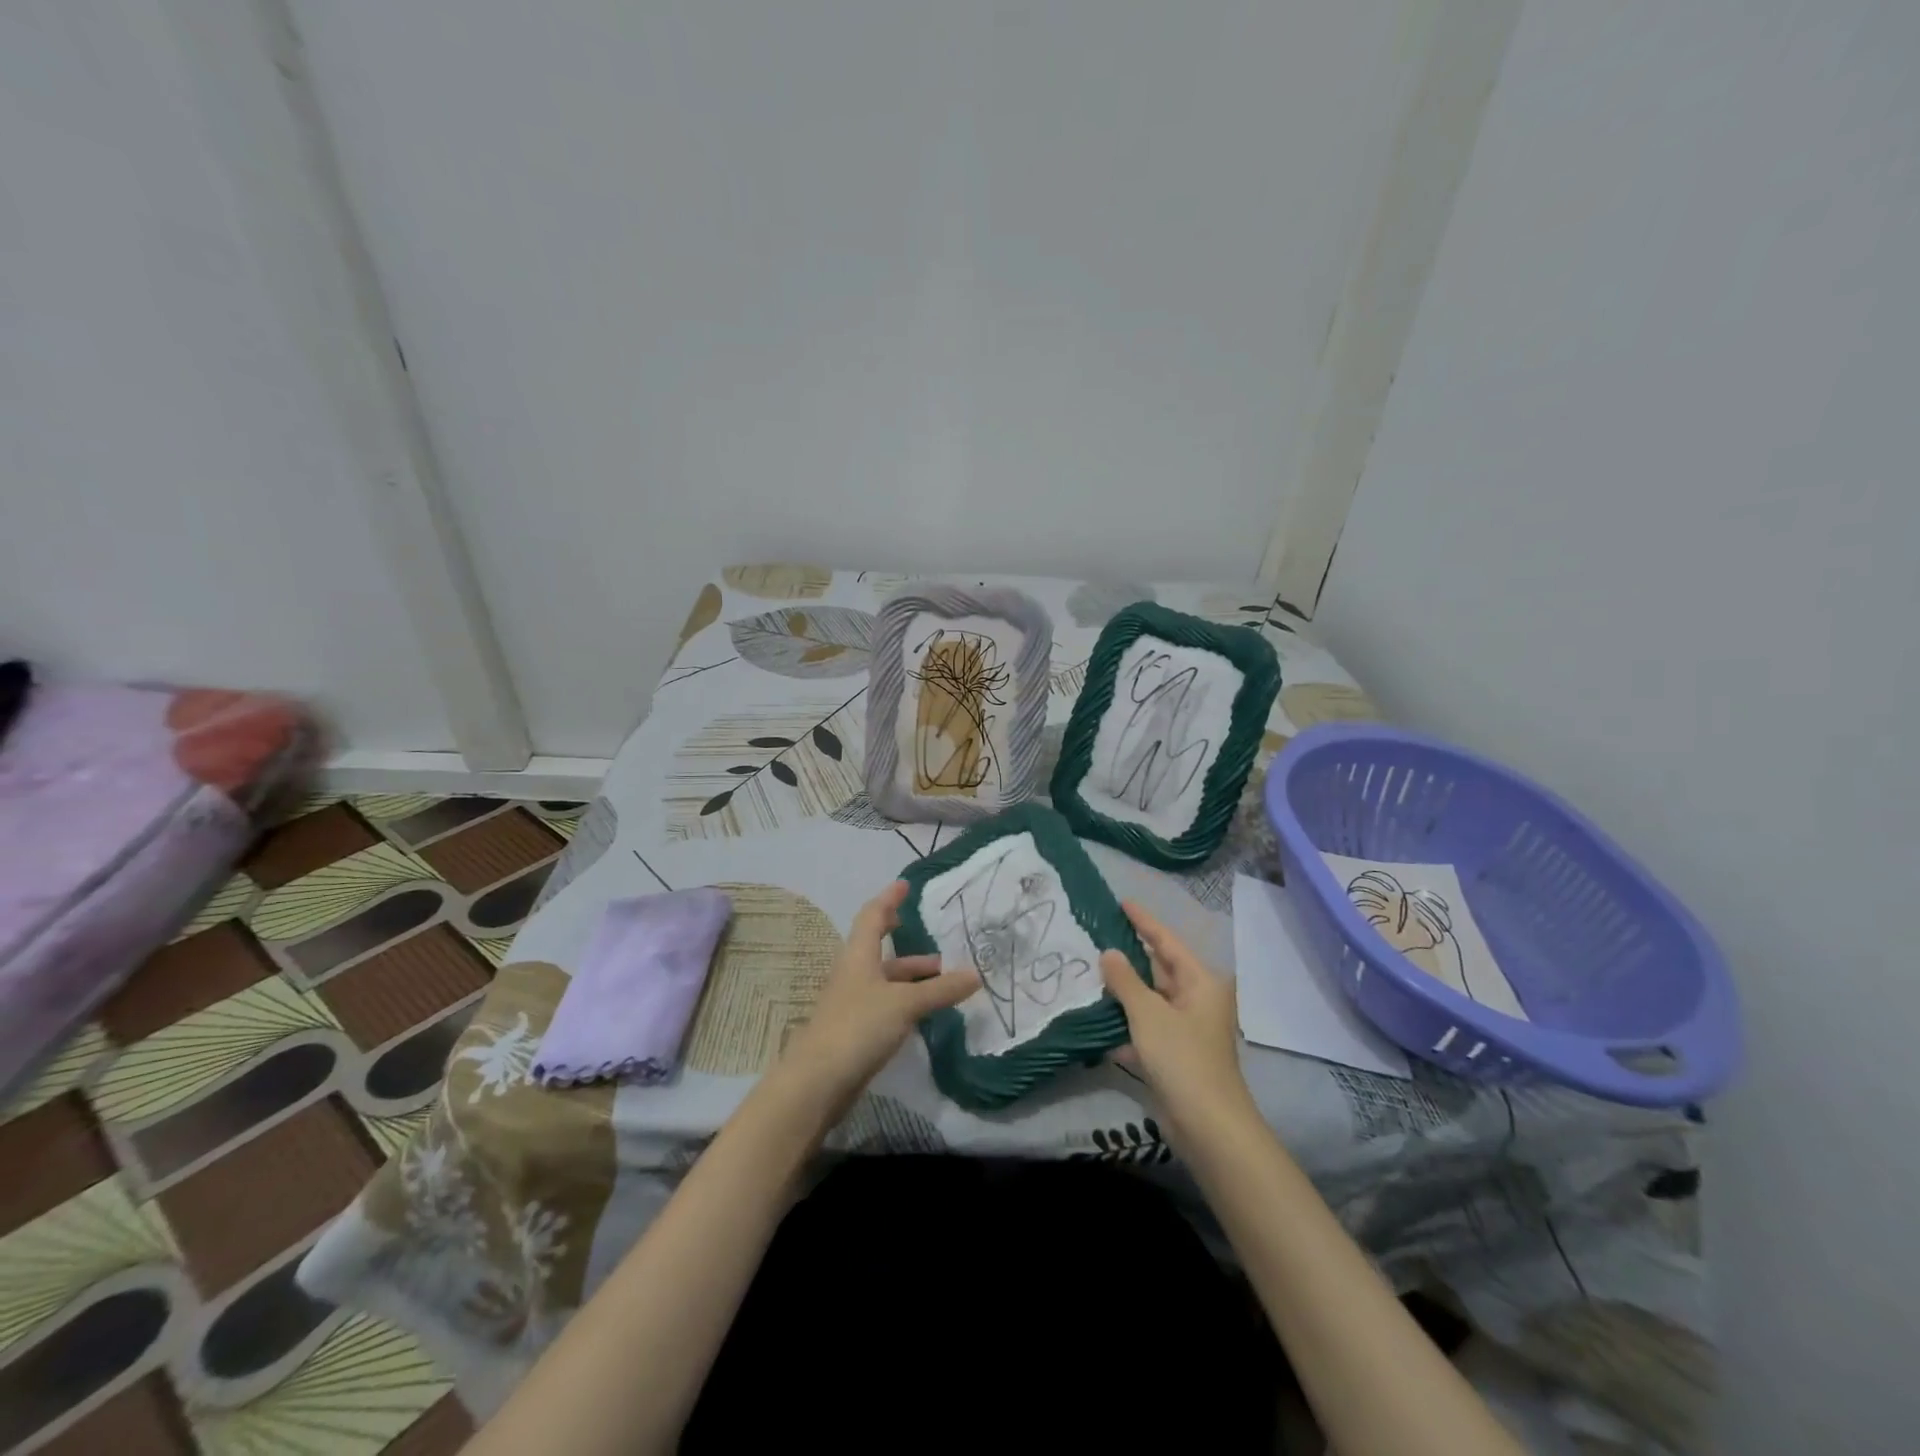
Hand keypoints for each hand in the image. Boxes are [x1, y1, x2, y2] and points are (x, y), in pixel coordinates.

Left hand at [779, 881, 978, 1110]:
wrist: (817, 1082)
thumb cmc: (858, 1027)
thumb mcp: (905, 1004)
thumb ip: (940, 989)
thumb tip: (976, 974)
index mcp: (859, 956)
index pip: (873, 916)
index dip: (889, 899)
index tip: (905, 885)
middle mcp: (854, 974)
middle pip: (882, 952)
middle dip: (911, 948)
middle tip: (941, 947)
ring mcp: (853, 1004)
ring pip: (887, 982)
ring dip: (913, 979)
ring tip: (945, 983)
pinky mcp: (855, 1031)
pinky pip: (886, 1006)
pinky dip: (908, 1003)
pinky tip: (927, 1014)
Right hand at [1101, 901, 1256, 1134]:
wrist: (1207, 1125)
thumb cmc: (1181, 1057)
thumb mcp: (1148, 1013)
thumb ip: (1125, 980)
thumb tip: (1109, 953)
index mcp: (1201, 982)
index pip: (1167, 942)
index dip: (1145, 921)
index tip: (1123, 902)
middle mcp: (1198, 1000)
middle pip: (1160, 970)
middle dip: (1131, 957)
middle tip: (1099, 935)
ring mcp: (1187, 1029)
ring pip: (1151, 1000)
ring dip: (1125, 991)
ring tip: (1091, 972)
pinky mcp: (1176, 1055)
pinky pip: (1147, 1028)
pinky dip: (1127, 1024)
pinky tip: (1099, 1020)